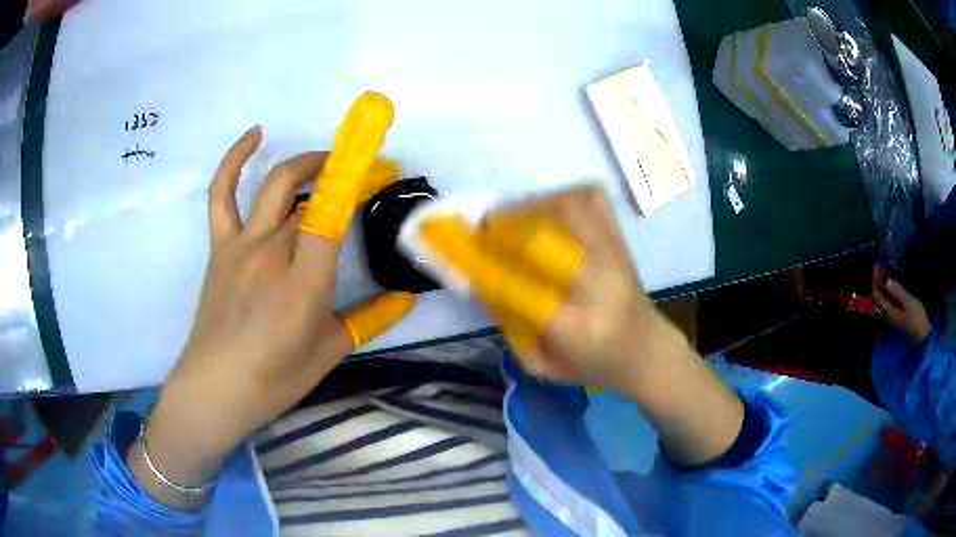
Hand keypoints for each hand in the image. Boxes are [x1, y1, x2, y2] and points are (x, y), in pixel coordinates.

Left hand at [131, 93, 415, 508]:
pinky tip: (255, 134)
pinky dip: (235, 158)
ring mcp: (241, 243)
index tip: (383, 169)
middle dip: (344, 173)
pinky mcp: (220, 245)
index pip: (334, 212)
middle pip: (311, 192)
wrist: (216, 387)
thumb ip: (372, 318)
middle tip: (367, 175)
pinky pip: (222, 191)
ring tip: (328, 160)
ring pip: (276, 183)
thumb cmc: (276, 378)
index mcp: (304, 282)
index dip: (360, 181)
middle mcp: (272, 251)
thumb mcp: (332, 351)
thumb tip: (406, 296)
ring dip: (307, 162)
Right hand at [420, 186, 743, 464]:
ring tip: (511, 219)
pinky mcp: (622, 240)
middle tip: (483, 231)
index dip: (481, 265)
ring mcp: (614, 256)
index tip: (455, 251)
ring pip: (568, 208)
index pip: (517, 287)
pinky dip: (561, 196)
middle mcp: (597, 284)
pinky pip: (591, 200)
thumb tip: (480, 279)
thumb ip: (510, 325)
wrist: (648, 349)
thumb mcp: (543, 365)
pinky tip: (546, 209)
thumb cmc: (595, 366)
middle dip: (504, 229)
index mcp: (575, 327)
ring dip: (530, 207)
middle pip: (543, 238)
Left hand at [872, 267, 931, 343]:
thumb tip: (887, 281)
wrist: (922, 334)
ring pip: (883, 299)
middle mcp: (888, 315)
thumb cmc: (916, 317)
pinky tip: (891, 283)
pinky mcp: (897, 315)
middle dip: (877, 282)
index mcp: (889, 312)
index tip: (876, 267)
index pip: (877, 296)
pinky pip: (889, 301)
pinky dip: (888, 291)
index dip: (875, 281)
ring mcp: (892, 316)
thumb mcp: (908, 302)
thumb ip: (898, 292)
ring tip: (884, 271)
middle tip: (879, 266)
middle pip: (879, 297)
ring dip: (882, 286)